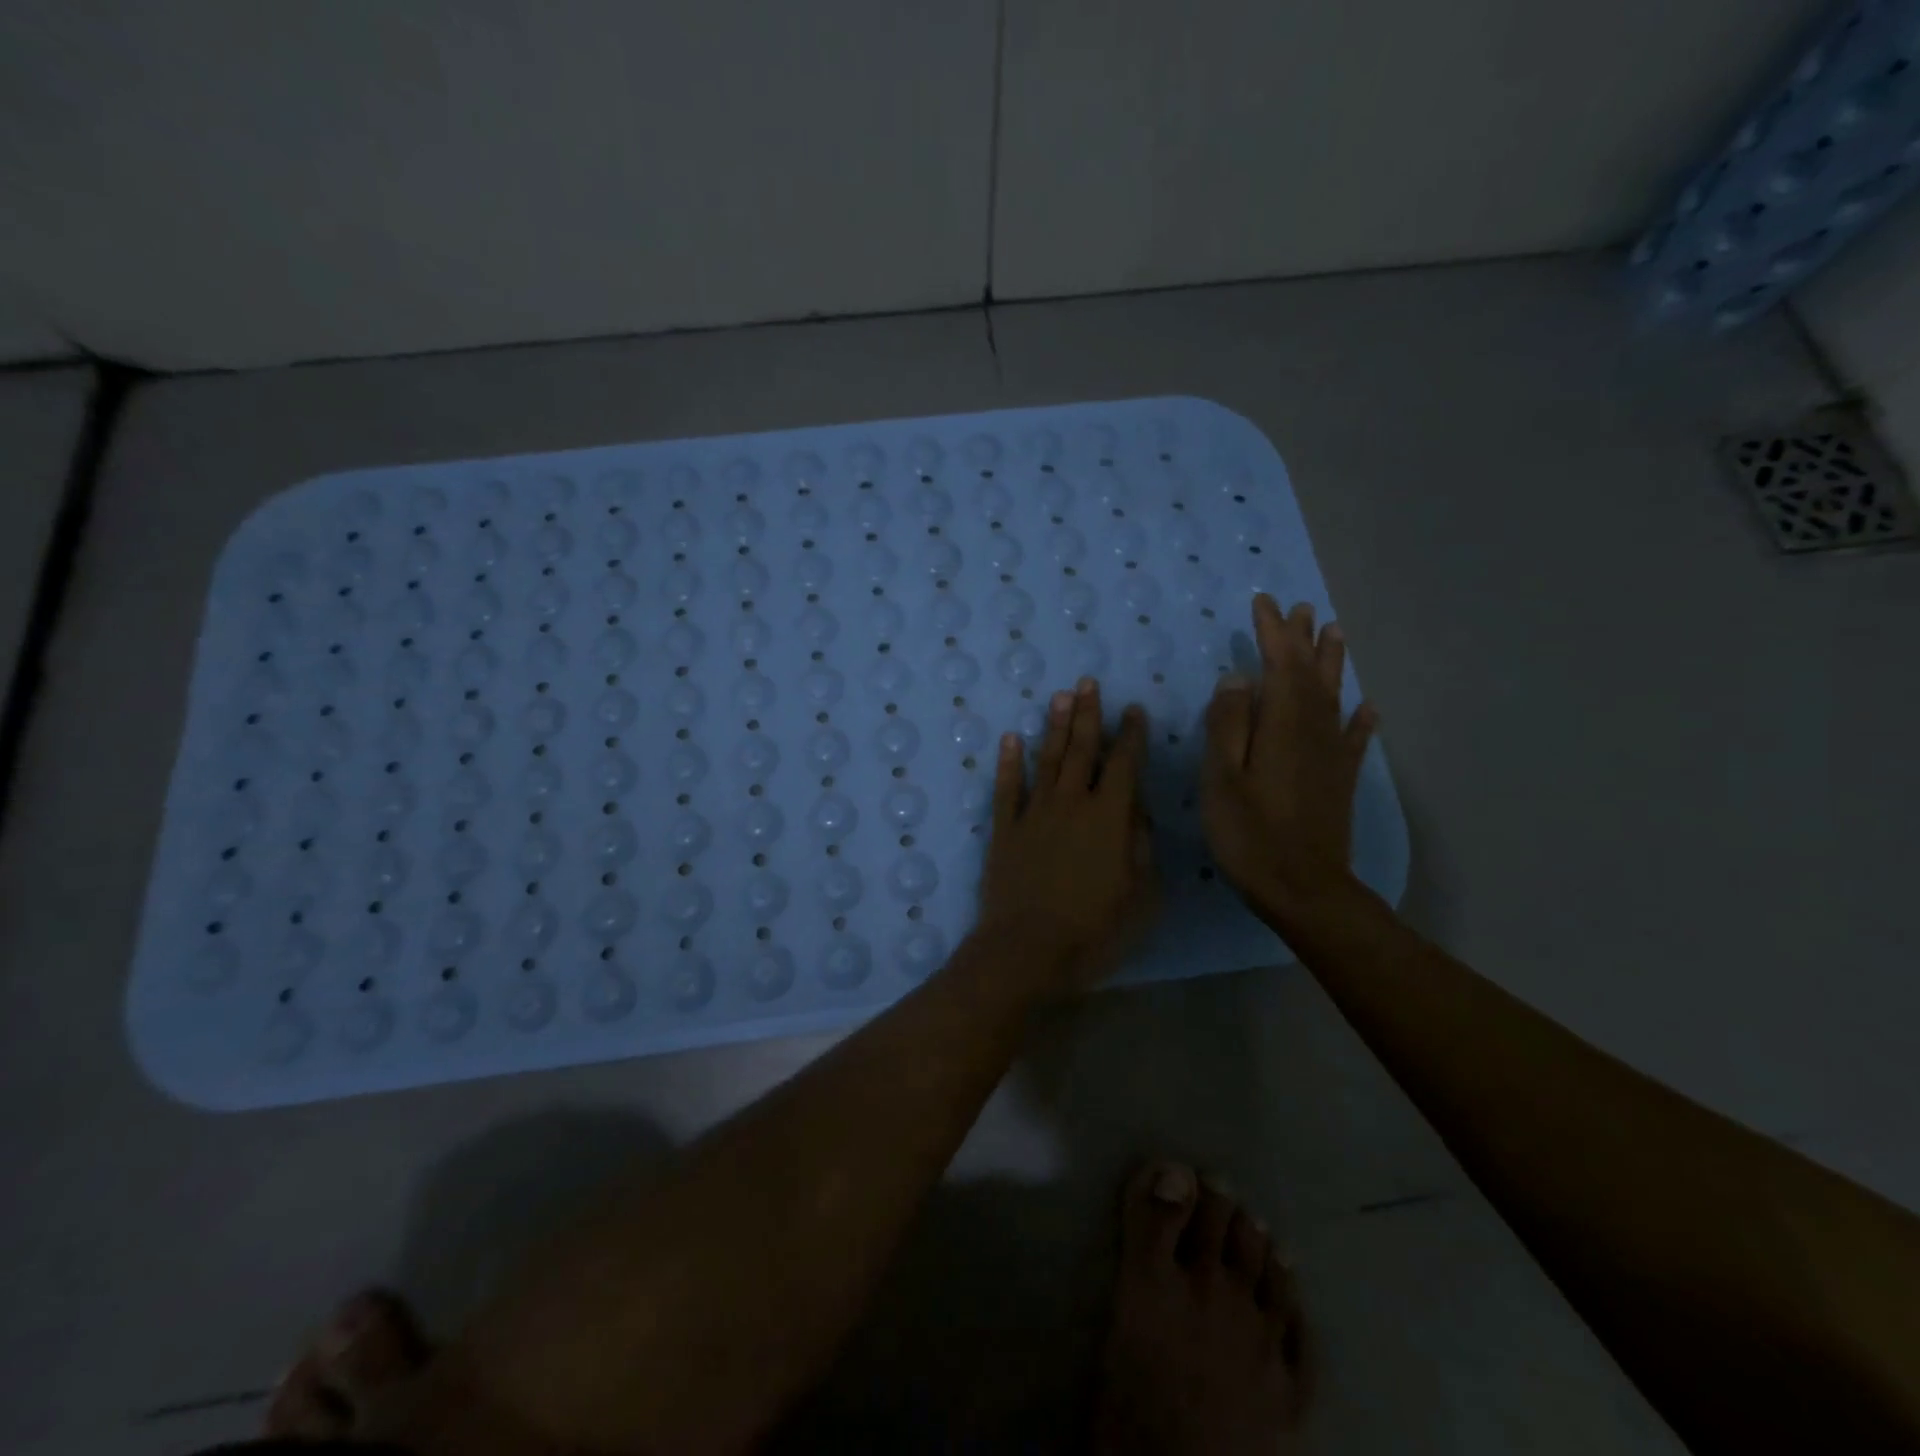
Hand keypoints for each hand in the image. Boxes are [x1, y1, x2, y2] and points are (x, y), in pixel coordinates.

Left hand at [976, 678, 1155, 993]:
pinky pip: (1006, 788)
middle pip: (1082, 750)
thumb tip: (1137, 809)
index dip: (1131, 736)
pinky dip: (1008, 762)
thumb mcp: (1141, 894)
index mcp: (1109, 817)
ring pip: (1047, 759)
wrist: (1027, 949)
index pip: (1124, 765)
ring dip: (1055, 727)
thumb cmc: (1095, 929)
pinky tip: (1011, 738)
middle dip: (1089, 715)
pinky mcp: (1004, 829)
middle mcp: (1070, 804)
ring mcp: (1033, 813)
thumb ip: (1141, 845)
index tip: (1133, 710)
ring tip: (1061, 697)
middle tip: (1089, 683)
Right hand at [1202, 595, 1377, 924]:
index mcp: (1281, 725)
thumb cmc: (1249, 834)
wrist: (1303, 888)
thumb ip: (1228, 724)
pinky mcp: (1339, 779)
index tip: (1263, 602)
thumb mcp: (1221, 778)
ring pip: (1334, 697)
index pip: (1279, 665)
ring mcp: (1331, 755)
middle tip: (1300, 607)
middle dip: (1303, 639)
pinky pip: (1353, 738)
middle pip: (1310, 673)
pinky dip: (1359, 719)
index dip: (1272, 632)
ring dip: (1332, 663)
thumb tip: (1239, 677)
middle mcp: (1313, 731)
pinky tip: (1365, 707)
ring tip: (1334, 633)